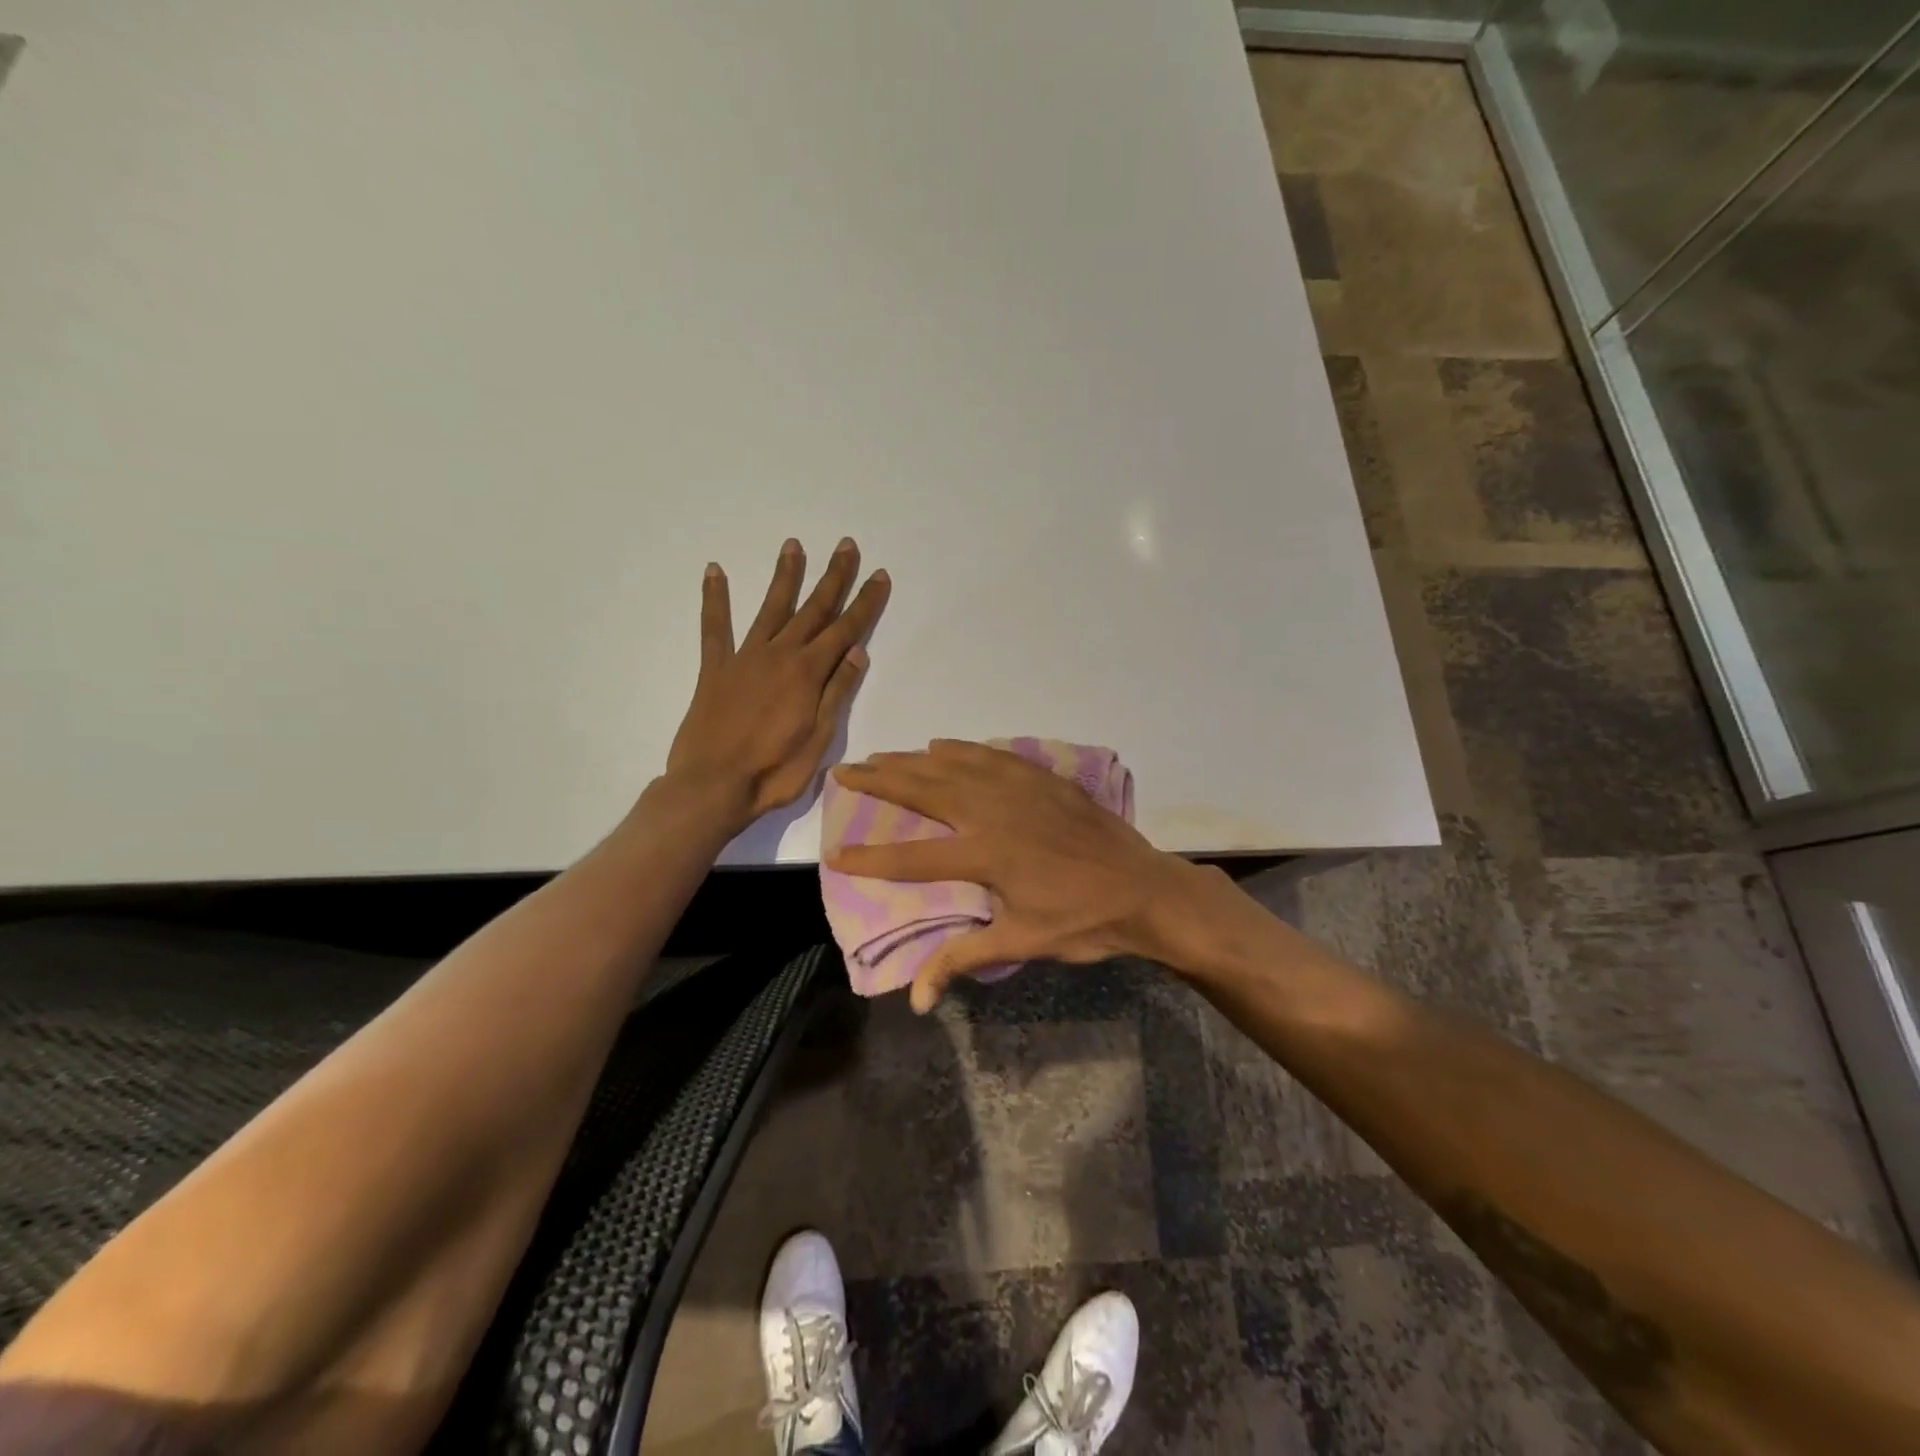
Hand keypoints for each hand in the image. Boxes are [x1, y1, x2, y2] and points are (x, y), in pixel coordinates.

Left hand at [666, 538, 888, 830]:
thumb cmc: (774, 771)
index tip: (879, 575)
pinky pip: (715, 627)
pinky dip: (715, 599)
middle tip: (846, 545)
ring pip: (770, 608)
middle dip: (833, 577)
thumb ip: (836, 691)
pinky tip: (715, 571)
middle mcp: (779, 655)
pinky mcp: (715, 669)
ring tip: (794, 545)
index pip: (845, 630)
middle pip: (813, 609)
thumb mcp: (820, 738)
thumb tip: (857, 651)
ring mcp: (745, 658)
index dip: (865, 603)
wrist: (713, 786)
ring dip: (785, 576)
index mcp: (808, 673)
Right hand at [827, 739, 1216, 1011]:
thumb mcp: (1021, 943)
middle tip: (847, 770)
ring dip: (915, 760)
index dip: (871, 858)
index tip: (835, 853)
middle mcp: (995, 811)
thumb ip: (963, 959)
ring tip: (884, 756)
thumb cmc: (1082, 922)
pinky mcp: (1044, 779)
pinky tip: (945, 745)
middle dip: (881, 781)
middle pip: (926, 791)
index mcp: (987, 854)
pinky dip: (964, 749)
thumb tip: (917, 1000)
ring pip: (956, 765)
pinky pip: (993, 756)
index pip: (914, 856)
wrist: (1145, 889)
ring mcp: (1021, 789)